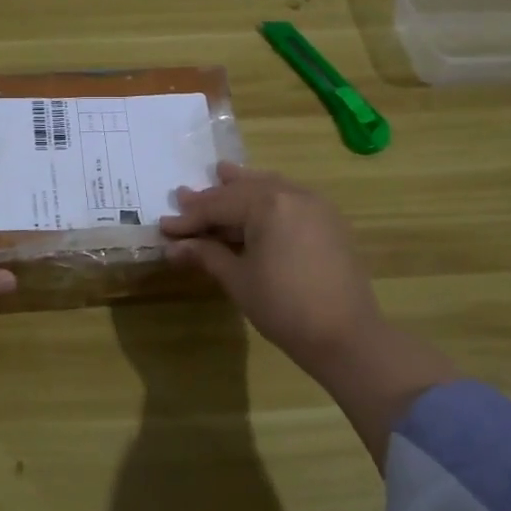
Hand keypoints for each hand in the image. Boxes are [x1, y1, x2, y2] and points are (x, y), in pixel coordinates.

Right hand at [161, 164, 454, 461]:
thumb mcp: (238, 280)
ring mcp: (315, 205)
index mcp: (268, 204)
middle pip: (243, 190)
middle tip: (184, 197)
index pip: (218, 205)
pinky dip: (267, 198)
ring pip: (269, 187)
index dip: (189, 218)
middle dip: (213, 198)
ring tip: (221, 174)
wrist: (346, 336)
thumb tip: (173, 247)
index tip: (164, 226)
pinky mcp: (328, 221)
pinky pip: (290, 198)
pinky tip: (256, 205)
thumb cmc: (284, 307)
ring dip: (242, 188)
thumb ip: (206, 255)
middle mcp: (293, 194)